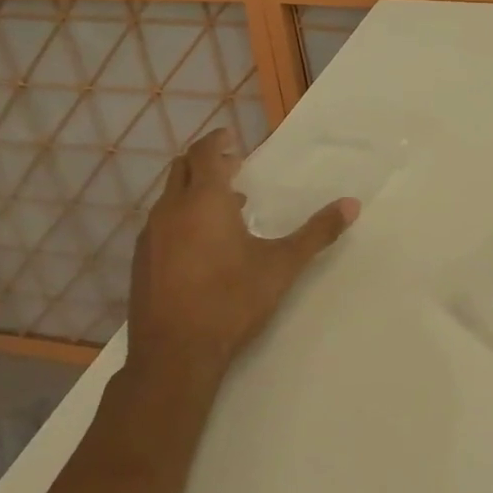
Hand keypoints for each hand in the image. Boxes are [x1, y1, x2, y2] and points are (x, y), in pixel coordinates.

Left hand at [125, 128, 358, 397]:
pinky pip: (161, 224)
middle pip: (182, 169)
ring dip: (194, 192)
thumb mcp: (282, 265)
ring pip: (169, 198)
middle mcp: (171, 210)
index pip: (205, 153)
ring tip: (226, 208)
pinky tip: (202, 246)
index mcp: (205, 201)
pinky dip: (181, 218)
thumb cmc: (232, 300)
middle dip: (205, 162)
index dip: (218, 141)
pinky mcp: (140, 262)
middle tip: (232, 167)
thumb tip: (352, 205)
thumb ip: (317, 232)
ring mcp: (150, 237)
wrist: (175, 354)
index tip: (231, 138)